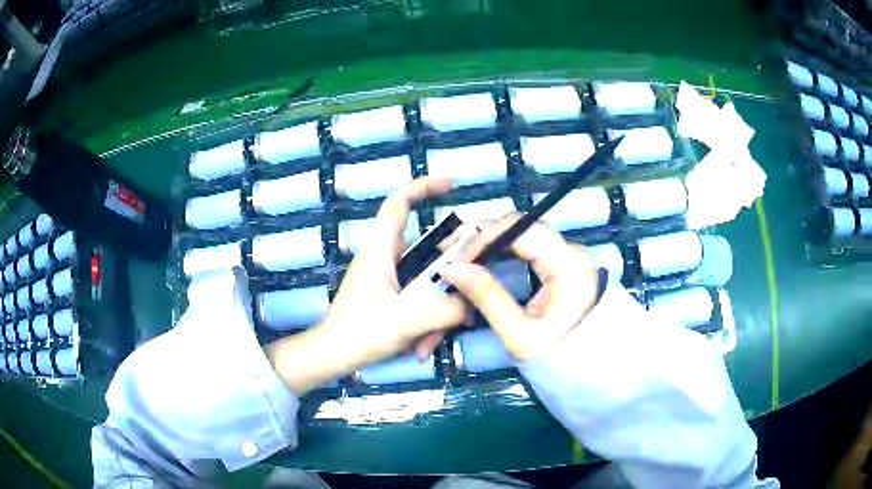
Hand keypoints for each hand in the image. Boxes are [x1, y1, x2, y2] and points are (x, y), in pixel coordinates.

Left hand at [267, 177, 467, 393]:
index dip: (423, 187)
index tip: (451, 184)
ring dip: (435, 309)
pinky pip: (419, 298)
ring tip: (431, 340)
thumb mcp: (406, 321)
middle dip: (447, 277)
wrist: (331, 356)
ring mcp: (388, 279)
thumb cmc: (359, 333)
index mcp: (380, 250)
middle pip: (428, 250)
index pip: (398, 204)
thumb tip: (472, 302)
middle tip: (464, 301)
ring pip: (426, 281)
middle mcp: (385, 258)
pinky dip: (426, 319)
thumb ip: (445, 309)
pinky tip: (422, 346)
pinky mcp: (389, 297)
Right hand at [442, 214, 599, 361]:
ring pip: (524, 234)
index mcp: (567, 264)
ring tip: (463, 256)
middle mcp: (571, 250)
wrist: (590, 370)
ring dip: (492, 242)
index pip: (520, 229)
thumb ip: (486, 296)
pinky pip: (530, 247)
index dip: (484, 237)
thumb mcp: (518, 332)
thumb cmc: (557, 356)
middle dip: (483, 236)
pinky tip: (484, 262)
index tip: (456, 259)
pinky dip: (504, 251)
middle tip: (452, 252)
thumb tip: (452, 268)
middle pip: (521, 227)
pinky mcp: (564, 264)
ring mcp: (569, 255)